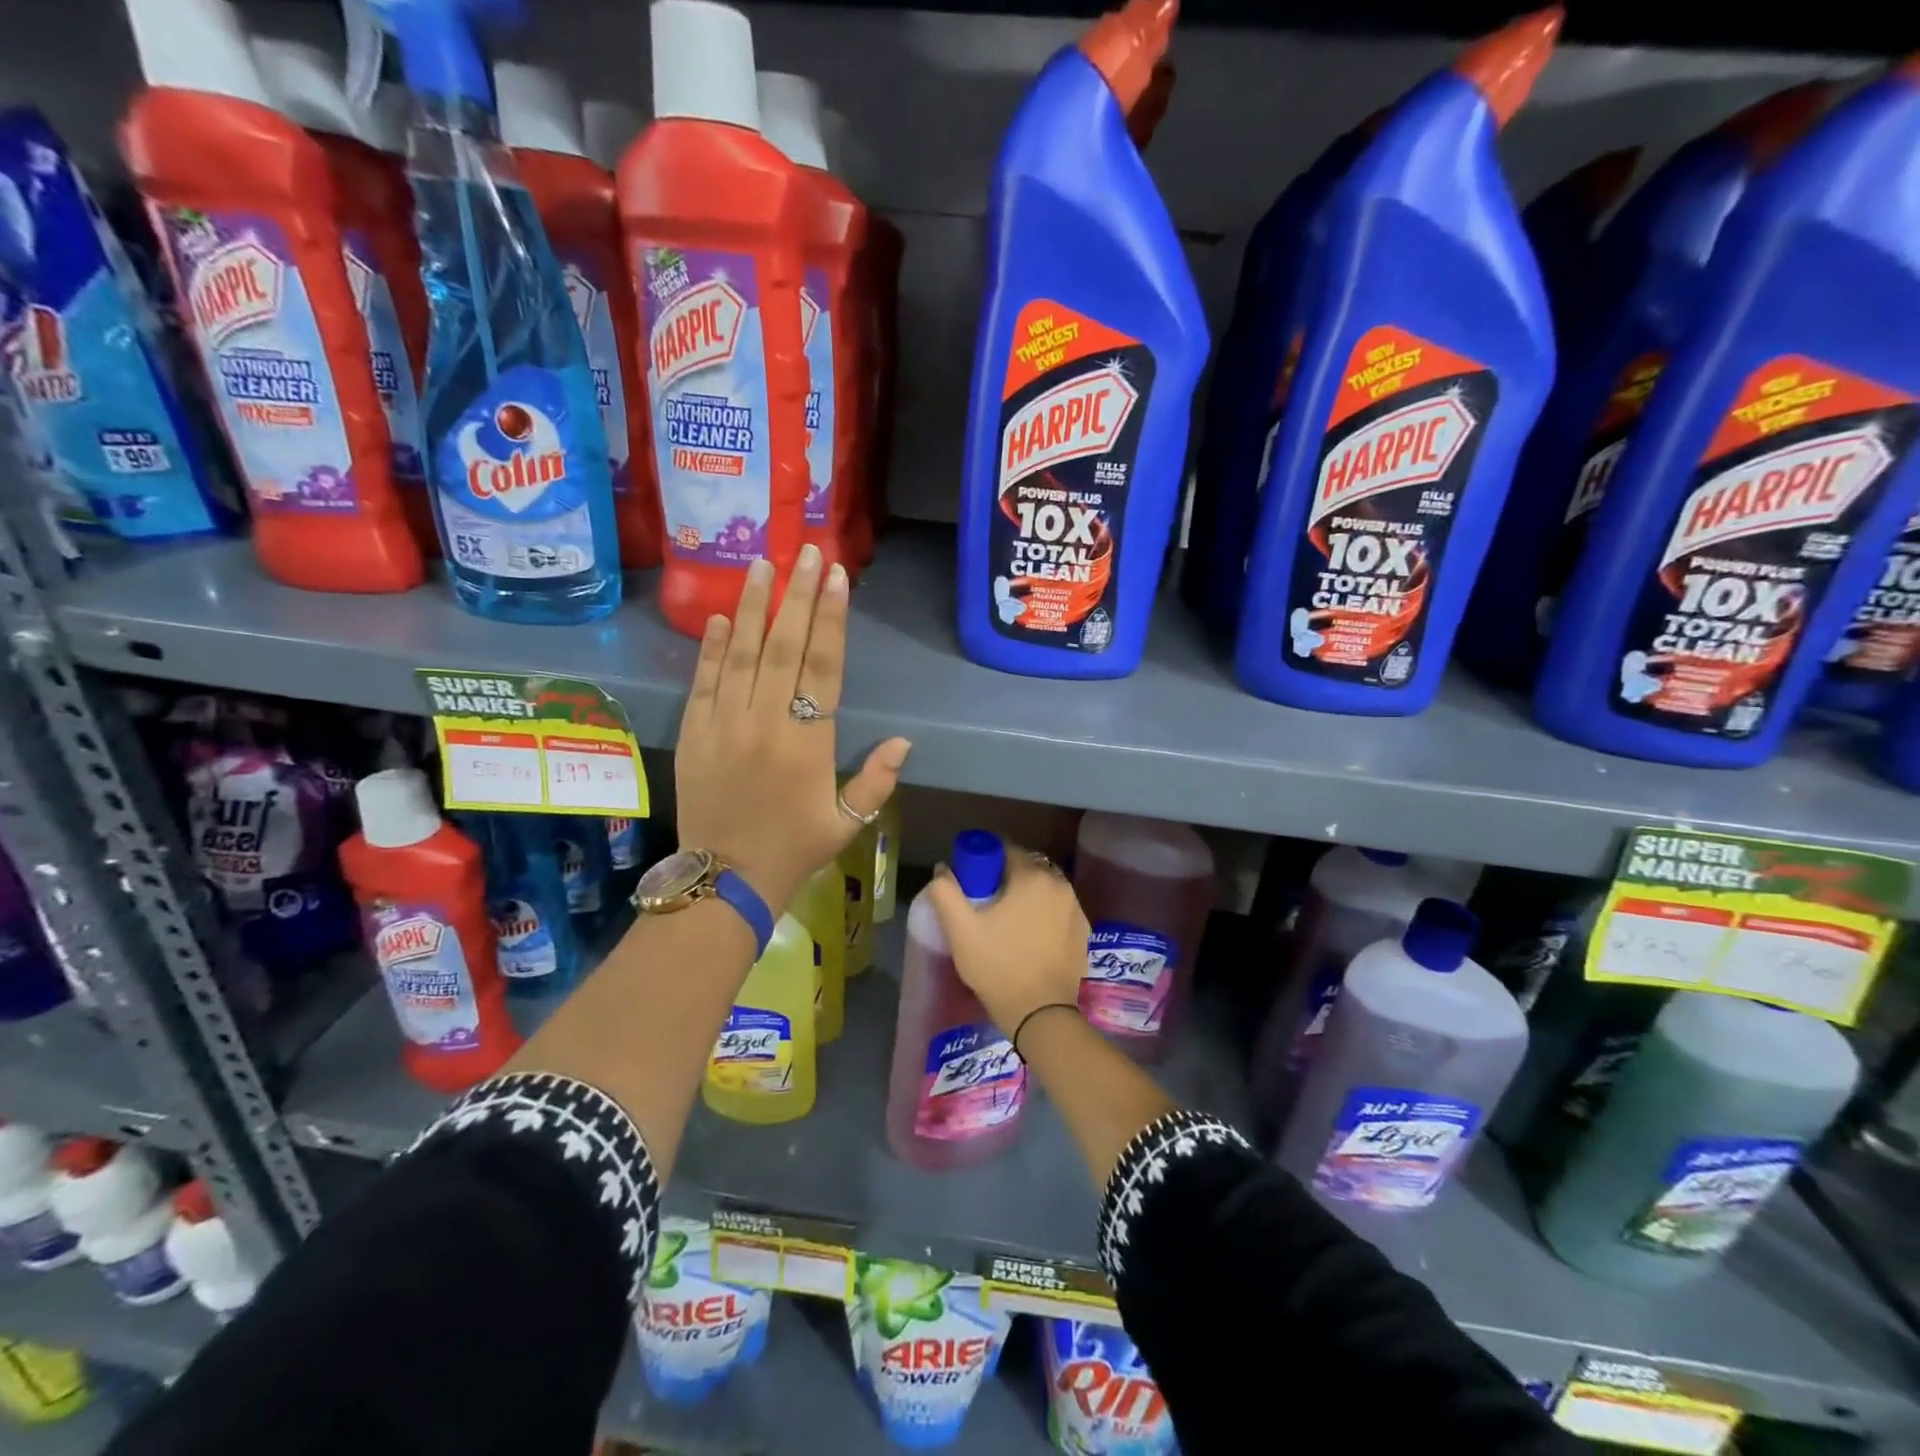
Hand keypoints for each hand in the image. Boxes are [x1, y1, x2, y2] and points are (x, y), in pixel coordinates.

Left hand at [676, 544, 910, 911]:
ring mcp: (724, 723)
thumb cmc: (793, 849)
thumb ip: (876, 780)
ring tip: (763, 563)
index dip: (831, 618)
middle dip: (797, 595)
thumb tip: (905, 741)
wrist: (723, 880)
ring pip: (741, 653)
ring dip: (754, 606)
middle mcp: (765, 722)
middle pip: (783, 646)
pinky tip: (723, 616)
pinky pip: (704, 681)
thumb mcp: (847, 823)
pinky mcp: (694, 732)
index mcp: (808, 742)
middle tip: (806, 551)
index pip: (823, 666)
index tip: (836, 577)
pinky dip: (713, 647)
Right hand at [925, 847, 1089, 1036]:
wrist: (1042, 1015)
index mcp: (1033, 877)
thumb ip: (946, 893)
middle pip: (1027, 870)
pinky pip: (1058, 912)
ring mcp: (1077, 909)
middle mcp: (1061, 885)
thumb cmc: (998, 967)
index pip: (1006, 851)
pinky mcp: (1084, 932)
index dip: (985, 863)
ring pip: (1044, 891)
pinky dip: (1044, 916)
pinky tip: (1029, 940)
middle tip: (986, 906)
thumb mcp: (961, 930)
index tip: (972, 885)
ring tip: (1007, 925)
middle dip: (1006, 880)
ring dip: (1026, 898)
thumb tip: (943, 869)